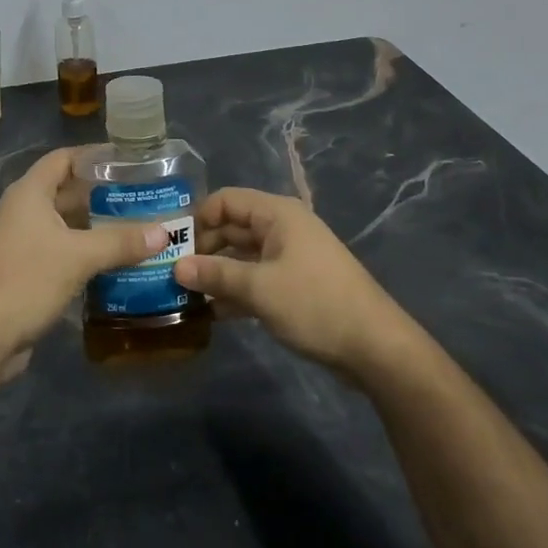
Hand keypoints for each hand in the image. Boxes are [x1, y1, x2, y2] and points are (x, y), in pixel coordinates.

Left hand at [0, 148, 166, 370]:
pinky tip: (115, 261)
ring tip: (137, 228)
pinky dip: (86, 251)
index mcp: (30, 193)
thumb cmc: (26, 280)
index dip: (94, 156)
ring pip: (65, 224)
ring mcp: (22, 242)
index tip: (129, 161)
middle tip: (142, 198)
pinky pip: (61, 250)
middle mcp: (23, 210)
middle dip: (103, 194)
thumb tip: (164, 232)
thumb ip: (121, 242)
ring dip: (96, 226)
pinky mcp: (24, 270)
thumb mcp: (79, 257)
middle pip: (67, 190)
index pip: (64, 158)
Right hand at [174, 187, 411, 378]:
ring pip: (243, 255)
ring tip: (184, 294)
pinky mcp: (295, 284)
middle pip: (233, 227)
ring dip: (217, 272)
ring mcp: (290, 257)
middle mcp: (282, 228)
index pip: (226, 200)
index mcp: (277, 214)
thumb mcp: (259, 288)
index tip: (172, 245)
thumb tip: (176, 267)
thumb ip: (215, 275)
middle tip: (172, 273)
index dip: (198, 217)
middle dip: (203, 248)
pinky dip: (235, 290)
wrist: (375, 346)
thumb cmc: (315, 304)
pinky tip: (213, 311)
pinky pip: (256, 277)